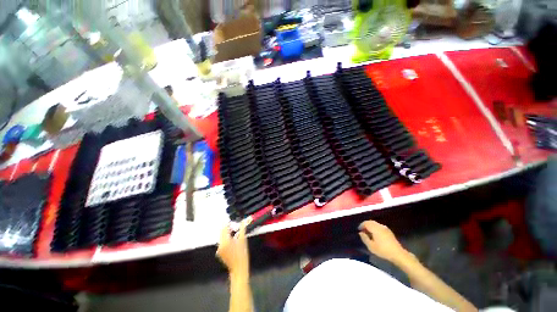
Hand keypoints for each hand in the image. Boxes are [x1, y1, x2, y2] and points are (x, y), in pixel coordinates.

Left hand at [216, 221, 249, 278]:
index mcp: (225, 241)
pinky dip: (226, 239)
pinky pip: (222, 242)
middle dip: (227, 228)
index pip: (224, 227)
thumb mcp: (243, 239)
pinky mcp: (220, 252)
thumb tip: (243, 221)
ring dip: (227, 233)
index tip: (232, 221)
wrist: (239, 269)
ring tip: (234, 232)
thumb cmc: (242, 255)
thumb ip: (242, 228)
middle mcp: (220, 245)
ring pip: (222, 237)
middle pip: (222, 232)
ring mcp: (219, 249)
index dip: (228, 223)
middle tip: (234, 226)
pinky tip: (232, 240)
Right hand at [358, 220, 410, 264]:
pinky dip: (375, 228)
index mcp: (375, 228)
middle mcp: (380, 226)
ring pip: (375, 223)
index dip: (361, 225)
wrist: (398, 254)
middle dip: (365, 225)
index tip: (359, 230)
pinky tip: (376, 235)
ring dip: (370, 226)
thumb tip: (360, 233)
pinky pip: (379, 226)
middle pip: (370, 222)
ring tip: (369, 233)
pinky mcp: (389, 231)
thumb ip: (364, 238)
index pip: (366, 223)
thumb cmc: (383, 250)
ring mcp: (385, 228)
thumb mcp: (371, 246)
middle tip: (363, 231)